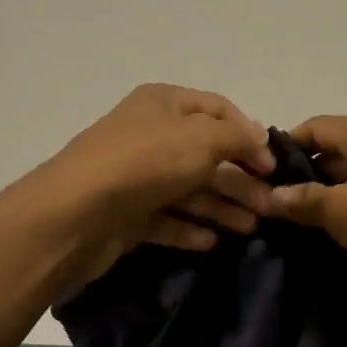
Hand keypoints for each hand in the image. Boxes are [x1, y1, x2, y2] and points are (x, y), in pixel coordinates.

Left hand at [40, 84, 277, 292]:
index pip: (219, 110)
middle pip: (207, 154)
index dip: (249, 135)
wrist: (74, 214)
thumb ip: (237, 137)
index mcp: (164, 103)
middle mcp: (150, 134)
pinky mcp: (127, 213)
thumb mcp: (201, 139)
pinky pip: (167, 218)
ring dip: (223, 206)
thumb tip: (259, 137)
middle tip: (271, 206)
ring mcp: (137, 175)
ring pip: (190, 189)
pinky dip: (190, 228)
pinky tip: (212, 243)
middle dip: (241, 179)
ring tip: (252, 228)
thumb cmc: (144, 163)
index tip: (272, 165)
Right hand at [261, 116, 346, 314]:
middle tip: (264, 211)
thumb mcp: (340, 208)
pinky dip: (343, 228)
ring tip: (284, 234)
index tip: (255, 179)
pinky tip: (320, 251)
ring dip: (319, 210)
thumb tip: (269, 197)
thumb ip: (301, 200)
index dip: (281, 150)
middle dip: (297, 184)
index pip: (311, 128)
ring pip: (344, 189)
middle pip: (327, 158)